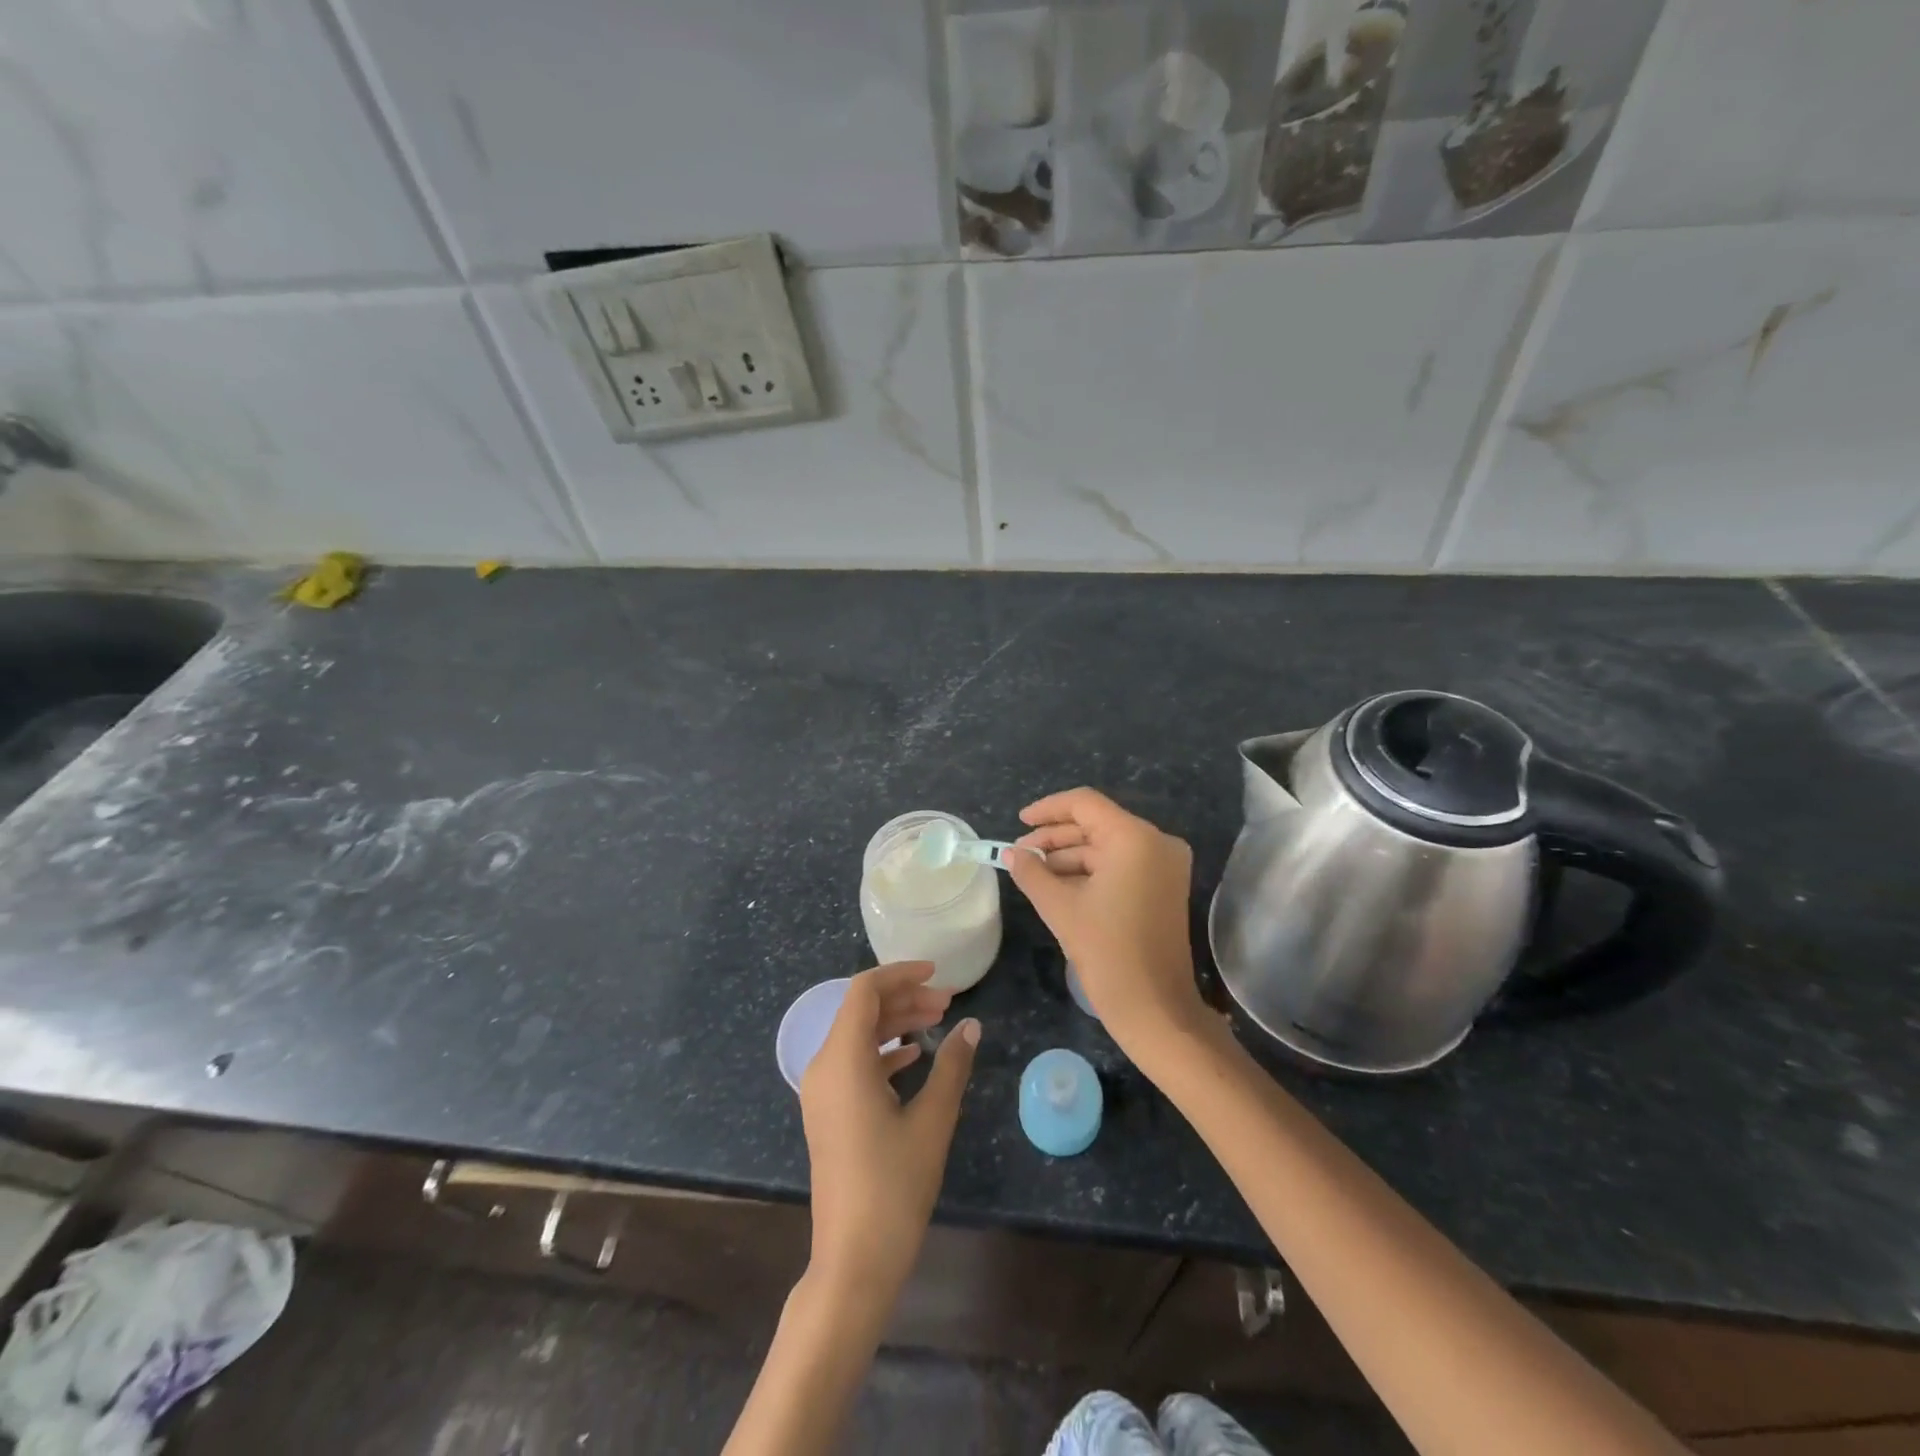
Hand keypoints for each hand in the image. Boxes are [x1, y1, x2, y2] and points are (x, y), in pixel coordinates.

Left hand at [800, 962, 979, 1304]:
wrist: (853, 1260)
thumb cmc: (894, 1186)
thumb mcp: (932, 1121)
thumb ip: (952, 1066)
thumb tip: (972, 1026)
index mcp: (843, 1059)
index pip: (865, 991)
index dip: (901, 974)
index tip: (937, 974)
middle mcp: (824, 1067)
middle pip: (861, 1010)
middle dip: (904, 998)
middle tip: (947, 1002)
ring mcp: (822, 1092)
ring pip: (857, 1035)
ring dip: (895, 1023)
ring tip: (937, 1021)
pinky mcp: (828, 1112)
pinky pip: (853, 1062)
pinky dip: (883, 1050)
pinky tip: (914, 1056)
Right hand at [1006, 788, 1208, 1064]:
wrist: (1156, 1009)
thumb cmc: (1107, 953)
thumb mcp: (1061, 908)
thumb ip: (1032, 873)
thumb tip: (1012, 853)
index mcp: (1135, 838)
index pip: (1085, 804)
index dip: (1048, 809)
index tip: (1019, 822)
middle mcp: (1156, 843)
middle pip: (1097, 824)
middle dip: (1056, 837)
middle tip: (1020, 853)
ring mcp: (1165, 865)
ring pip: (1107, 846)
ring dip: (1070, 856)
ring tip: (1033, 872)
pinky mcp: (1164, 887)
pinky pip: (1121, 865)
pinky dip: (1090, 871)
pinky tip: (1058, 884)